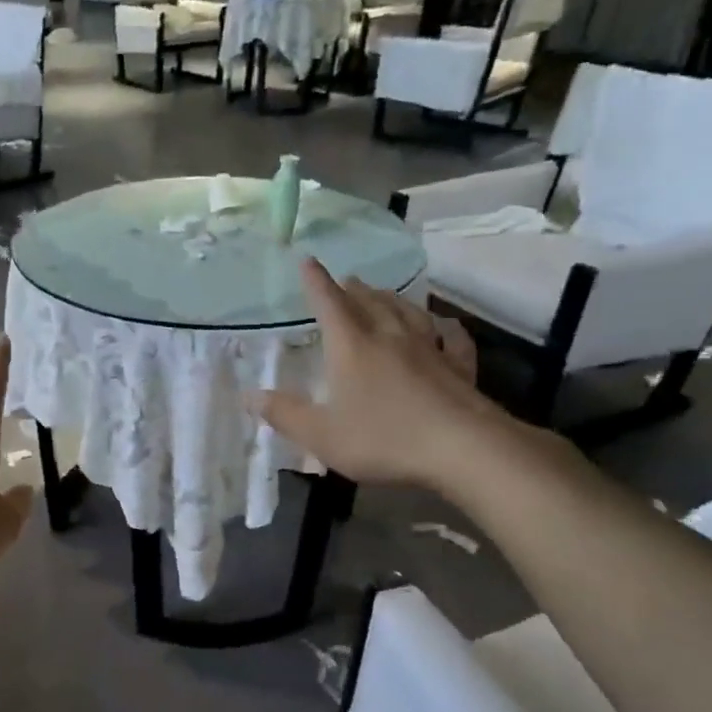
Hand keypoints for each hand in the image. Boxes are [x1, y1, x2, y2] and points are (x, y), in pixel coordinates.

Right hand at [254, 259, 520, 491]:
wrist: (463, 449)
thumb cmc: (383, 438)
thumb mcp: (321, 434)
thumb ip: (285, 414)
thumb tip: (249, 395)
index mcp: (352, 346)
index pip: (329, 304)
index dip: (316, 282)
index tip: (308, 261)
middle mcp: (390, 337)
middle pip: (370, 303)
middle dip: (354, 289)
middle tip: (348, 279)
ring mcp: (429, 349)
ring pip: (408, 313)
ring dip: (392, 299)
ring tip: (384, 293)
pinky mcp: (459, 368)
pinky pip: (451, 338)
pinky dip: (444, 328)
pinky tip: (444, 326)